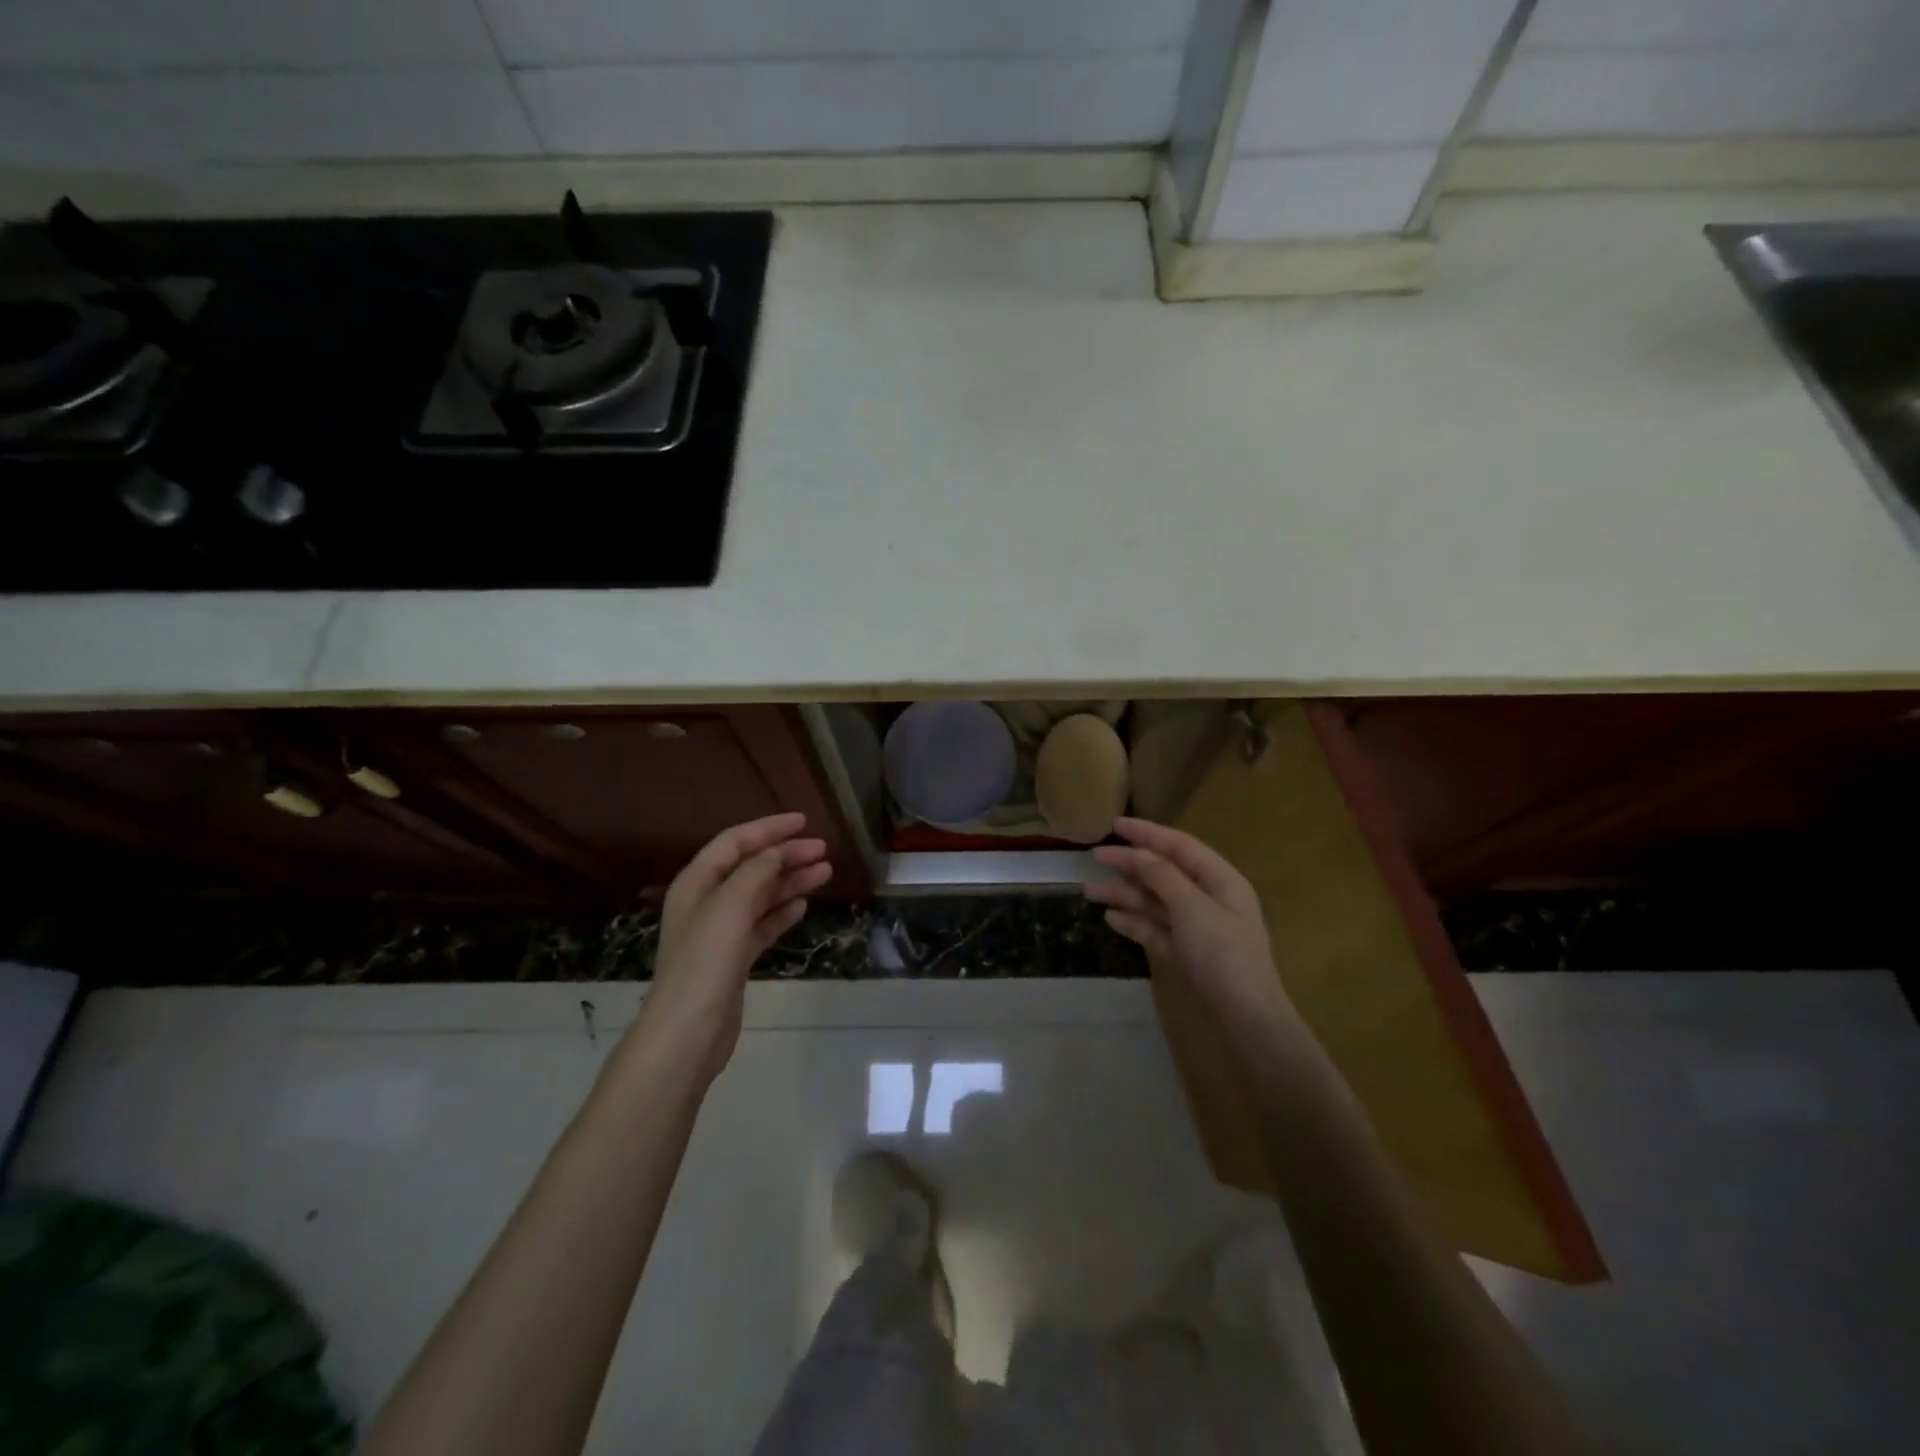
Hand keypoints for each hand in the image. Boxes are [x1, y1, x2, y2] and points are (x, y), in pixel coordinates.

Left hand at [633, 813, 831, 1087]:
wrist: (688, 1033)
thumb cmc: (704, 963)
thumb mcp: (730, 906)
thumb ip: (755, 872)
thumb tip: (778, 851)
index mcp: (697, 883)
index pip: (734, 842)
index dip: (768, 828)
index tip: (803, 822)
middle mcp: (707, 902)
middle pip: (750, 867)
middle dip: (786, 855)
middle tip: (822, 850)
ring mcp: (720, 932)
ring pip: (760, 896)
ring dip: (790, 881)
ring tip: (825, 873)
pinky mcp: (734, 959)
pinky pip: (762, 925)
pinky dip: (782, 913)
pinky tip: (803, 906)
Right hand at [1085, 817, 1290, 1025]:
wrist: (1246, 1020)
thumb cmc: (1224, 955)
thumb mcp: (1193, 909)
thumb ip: (1163, 877)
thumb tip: (1138, 852)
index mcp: (1221, 881)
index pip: (1180, 846)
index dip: (1148, 833)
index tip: (1115, 825)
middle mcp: (1209, 899)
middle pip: (1164, 873)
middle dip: (1130, 865)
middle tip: (1094, 858)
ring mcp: (1197, 928)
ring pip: (1156, 902)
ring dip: (1126, 895)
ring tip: (1091, 893)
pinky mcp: (1186, 953)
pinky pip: (1156, 929)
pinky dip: (1134, 922)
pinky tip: (1111, 919)